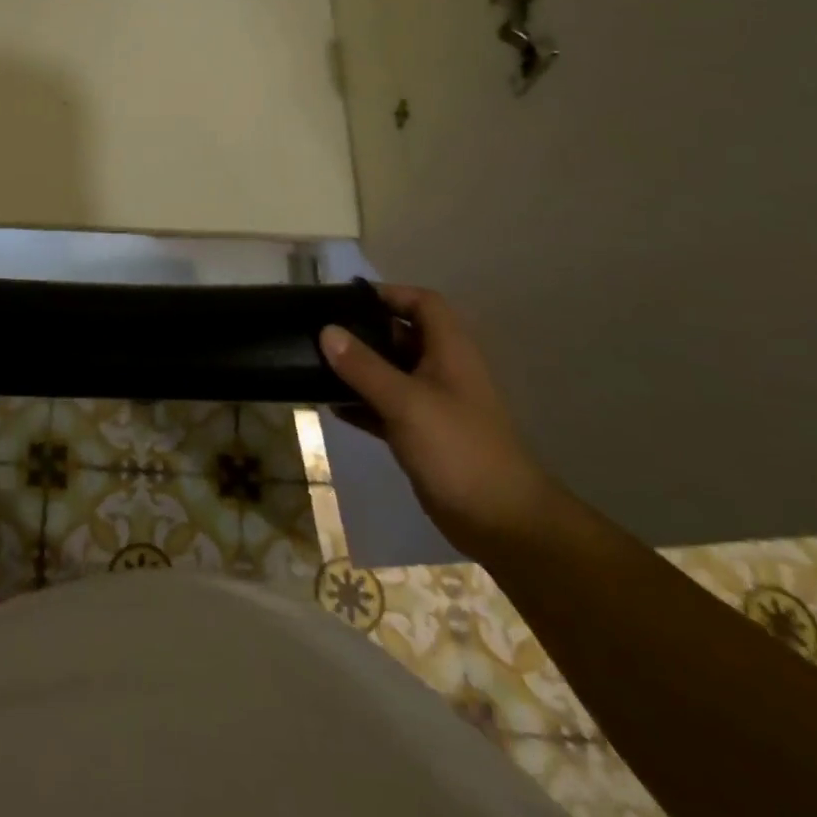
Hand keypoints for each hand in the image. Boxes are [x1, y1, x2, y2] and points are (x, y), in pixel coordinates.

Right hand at [321, 285, 559, 557]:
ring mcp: (432, 404)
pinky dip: (360, 403)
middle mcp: (442, 371)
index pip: (423, 304)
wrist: (501, 522)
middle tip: (320, 330)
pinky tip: (329, 405)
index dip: (390, 294)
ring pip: (390, 372)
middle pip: (401, 335)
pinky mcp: (422, 434)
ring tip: (315, 364)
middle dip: (364, 331)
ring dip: (358, 368)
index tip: (347, 299)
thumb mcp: (406, 402)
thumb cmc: (458, 448)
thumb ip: (364, 366)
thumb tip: (326, 331)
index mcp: (450, 352)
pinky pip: (384, 407)